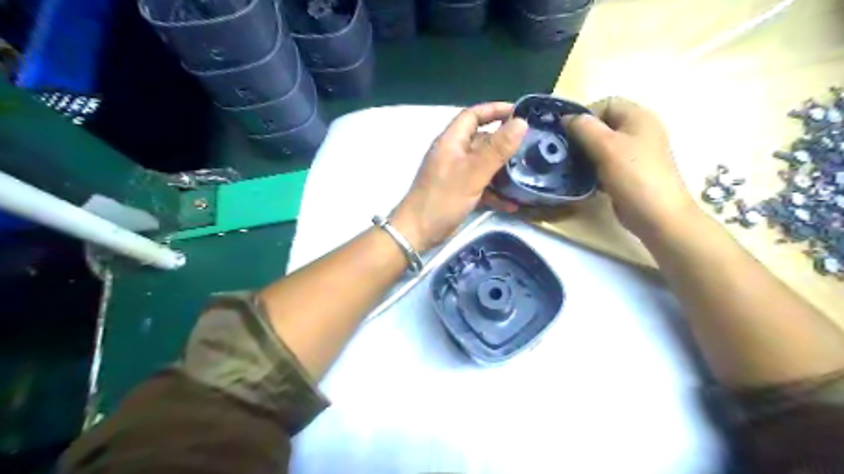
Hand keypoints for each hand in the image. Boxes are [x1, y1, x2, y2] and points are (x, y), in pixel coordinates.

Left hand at [390, 102, 525, 252]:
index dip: (494, 110)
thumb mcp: (473, 172)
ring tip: (526, 173)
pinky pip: (481, 186)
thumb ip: (497, 148)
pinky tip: (512, 203)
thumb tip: (521, 122)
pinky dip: (495, 192)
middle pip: (481, 140)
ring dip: (502, 169)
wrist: (419, 232)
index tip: (519, 112)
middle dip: (504, 142)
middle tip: (529, 146)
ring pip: (483, 165)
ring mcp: (456, 174)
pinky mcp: (459, 193)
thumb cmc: (443, 198)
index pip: (472, 115)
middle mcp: (453, 154)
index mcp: (451, 141)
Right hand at [562, 96, 695, 239]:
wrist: (657, 215)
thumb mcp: (606, 147)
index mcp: (638, 117)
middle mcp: (638, 131)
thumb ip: (584, 128)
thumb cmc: (633, 175)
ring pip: (601, 146)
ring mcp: (634, 154)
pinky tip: (579, 179)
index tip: (567, 133)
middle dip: (581, 136)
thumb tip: (565, 118)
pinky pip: (605, 163)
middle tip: (564, 151)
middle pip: (602, 125)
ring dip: (583, 154)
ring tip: (568, 166)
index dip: (585, 114)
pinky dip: (591, 168)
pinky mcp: (628, 173)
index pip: (606, 103)